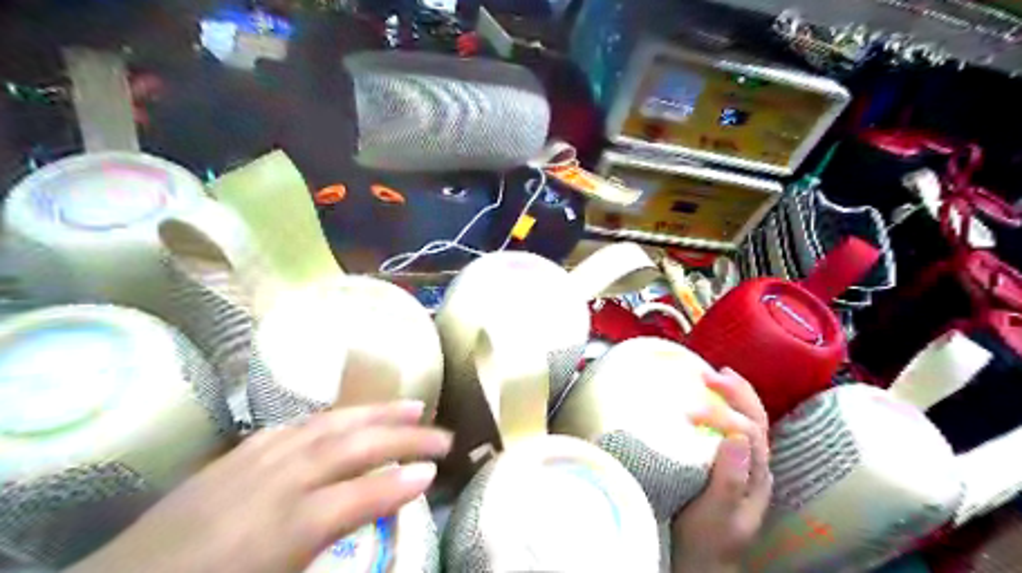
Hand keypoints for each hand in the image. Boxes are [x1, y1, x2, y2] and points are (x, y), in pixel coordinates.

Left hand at [63, 400, 447, 571]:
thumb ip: (329, 549)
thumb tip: (372, 520)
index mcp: (284, 531)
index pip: (359, 497)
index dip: (400, 484)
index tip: (434, 474)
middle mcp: (275, 484)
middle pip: (353, 447)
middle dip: (404, 436)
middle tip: (442, 435)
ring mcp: (255, 461)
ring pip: (330, 424)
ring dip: (377, 412)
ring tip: (414, 404)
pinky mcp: (238, 453)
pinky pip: (297, 425)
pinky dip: (334, 416)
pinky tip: (351, 415)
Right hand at [673, 369, 774, 569]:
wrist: (704, 560)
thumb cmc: (707, 540)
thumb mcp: (717, 515)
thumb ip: (729, 480)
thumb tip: (735, 436)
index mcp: (756, 476)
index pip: (749, 432)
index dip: (723, 415)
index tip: (689, 412)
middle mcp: (756, 465)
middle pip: (757, 419)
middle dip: (737, 393)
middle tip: (709, 375)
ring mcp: (744, 463)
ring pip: (750, 419)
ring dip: (736, 394)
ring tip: (717, 374)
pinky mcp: (729, 463)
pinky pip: (734, 426)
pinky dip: (726, 406)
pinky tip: (713, 399)